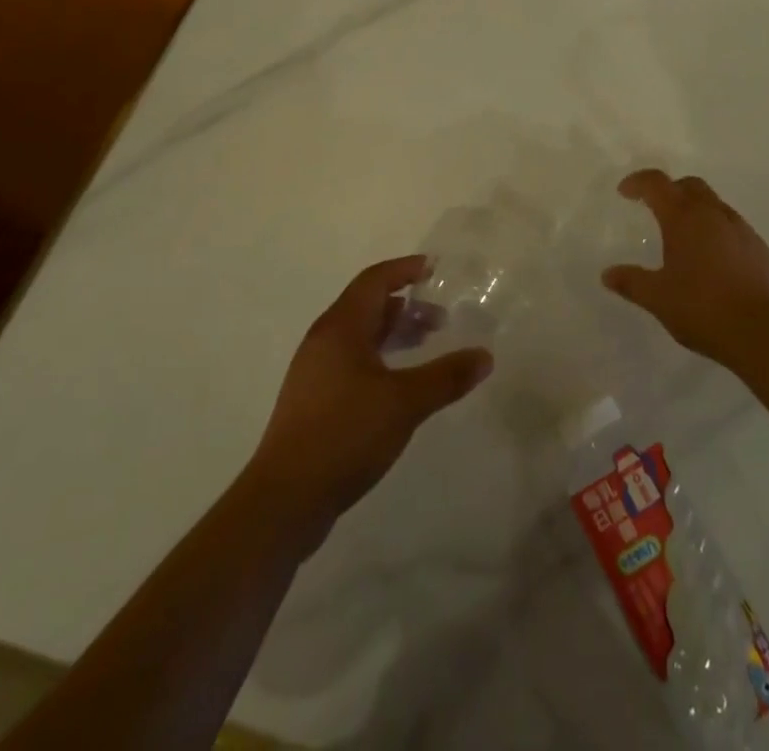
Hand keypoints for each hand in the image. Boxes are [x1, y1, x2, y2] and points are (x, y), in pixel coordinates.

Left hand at [249, 256, 492, 526]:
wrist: (284, 499)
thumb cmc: (344, 434)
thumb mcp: (405, 403)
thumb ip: (446, 376)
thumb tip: (484, 356)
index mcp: (340, 327)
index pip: (375, 280)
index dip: (405, 269)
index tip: (435, 269)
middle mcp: (324, 340)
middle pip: (367, 306)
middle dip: (405, 306)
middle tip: (442, 319)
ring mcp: (314, 371)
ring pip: (359, 336)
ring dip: (393, 334)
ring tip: (426, 347)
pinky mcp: (313, 401)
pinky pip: (351, 361)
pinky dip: (380, 358)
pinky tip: (399, 385)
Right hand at [602, 170, 768, 363]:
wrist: (765, 334)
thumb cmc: (703, 309)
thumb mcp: (658, 298)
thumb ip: (631, 282)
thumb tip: (607, 274)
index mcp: (684, 218)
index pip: (657, 183)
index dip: (638, 182)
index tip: (624, 192)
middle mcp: (714, 214)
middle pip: (690, 185)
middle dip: (669, 190)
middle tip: (654, 208)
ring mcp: (742, 230)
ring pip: (714, 205)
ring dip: (695, 210)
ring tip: (683, 238)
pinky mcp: (761, 249)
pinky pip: (732, 227)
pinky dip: (716, 231)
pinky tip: (712, 261)